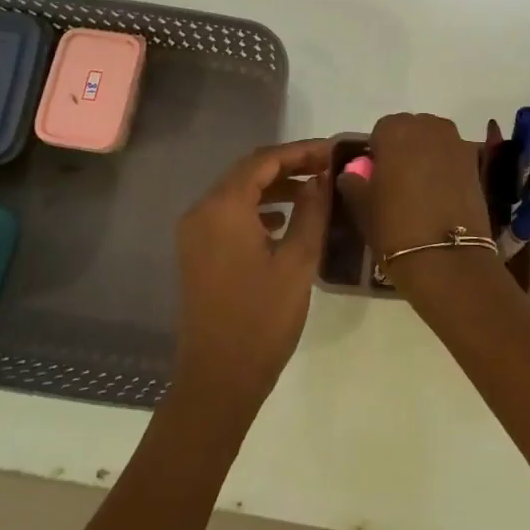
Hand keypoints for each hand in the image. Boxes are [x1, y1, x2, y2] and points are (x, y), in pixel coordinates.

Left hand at [174, 138, 332, 410]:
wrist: (218, 378)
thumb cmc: (262, 318)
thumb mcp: (298, 261)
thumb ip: (311, 210)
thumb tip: (321, 177)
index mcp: (223, 207)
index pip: (264, 160)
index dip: (301, 151)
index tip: (334, 152)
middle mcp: (202, 211)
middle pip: (248, 171)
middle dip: (289, 165)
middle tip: (328, 167)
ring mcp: (195, 233)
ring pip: (238, 192)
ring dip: (275, 186)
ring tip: (315, 190)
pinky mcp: (198, 252)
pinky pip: (230, 215)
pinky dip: (258, 208)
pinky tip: (285, 220)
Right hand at [336, 114, 494, 282]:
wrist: (447, 258)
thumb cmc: (395, 227)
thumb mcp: (362, 206)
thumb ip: (354, 182)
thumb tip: (353, 174)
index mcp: (396, 131)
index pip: (382, 129)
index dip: (378, 150)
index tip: (376, 175)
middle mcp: (428, 128)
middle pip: (412, 129)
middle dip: (404, 147)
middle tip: (397, 179)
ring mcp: (456, 144)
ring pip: (435, 140)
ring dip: (427, 154)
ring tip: (420, 187)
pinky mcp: (476, 164)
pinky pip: (453, 156)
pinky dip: (446, 167)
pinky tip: (441, 194)